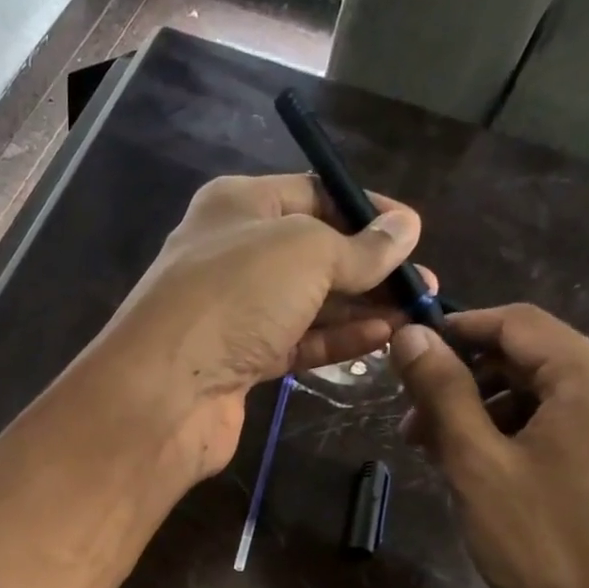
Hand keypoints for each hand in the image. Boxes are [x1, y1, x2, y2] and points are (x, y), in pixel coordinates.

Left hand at [93, 173, 422, 477]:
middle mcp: (233, 254)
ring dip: (361, 307)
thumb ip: (359, 246)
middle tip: (423, 284)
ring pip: (308, 302)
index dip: (366, 210)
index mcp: (238, 206)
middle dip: (370, 266)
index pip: (314, 195)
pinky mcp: (239, 362)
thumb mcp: (306, 252)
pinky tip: (382, 338)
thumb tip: (406, 229)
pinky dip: (337, 339)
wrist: (165, 392)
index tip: (414, 232)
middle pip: (314, 252)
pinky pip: (297, 342)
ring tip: (416, 312)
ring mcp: (234, 313)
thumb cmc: (234, 297)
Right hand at [390, 306, 588, 587]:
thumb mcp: (476, 464)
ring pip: (552, 398)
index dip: (459, 330)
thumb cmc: (539, 545)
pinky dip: (524, 437)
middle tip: (415, 428)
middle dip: (469, 384)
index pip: (519, 324)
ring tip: (445, 458)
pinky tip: (489, 474)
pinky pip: (573, 429)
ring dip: (492, 414)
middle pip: (536, 361)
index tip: (409, 355)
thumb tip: (410, 336)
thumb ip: (443, 392)